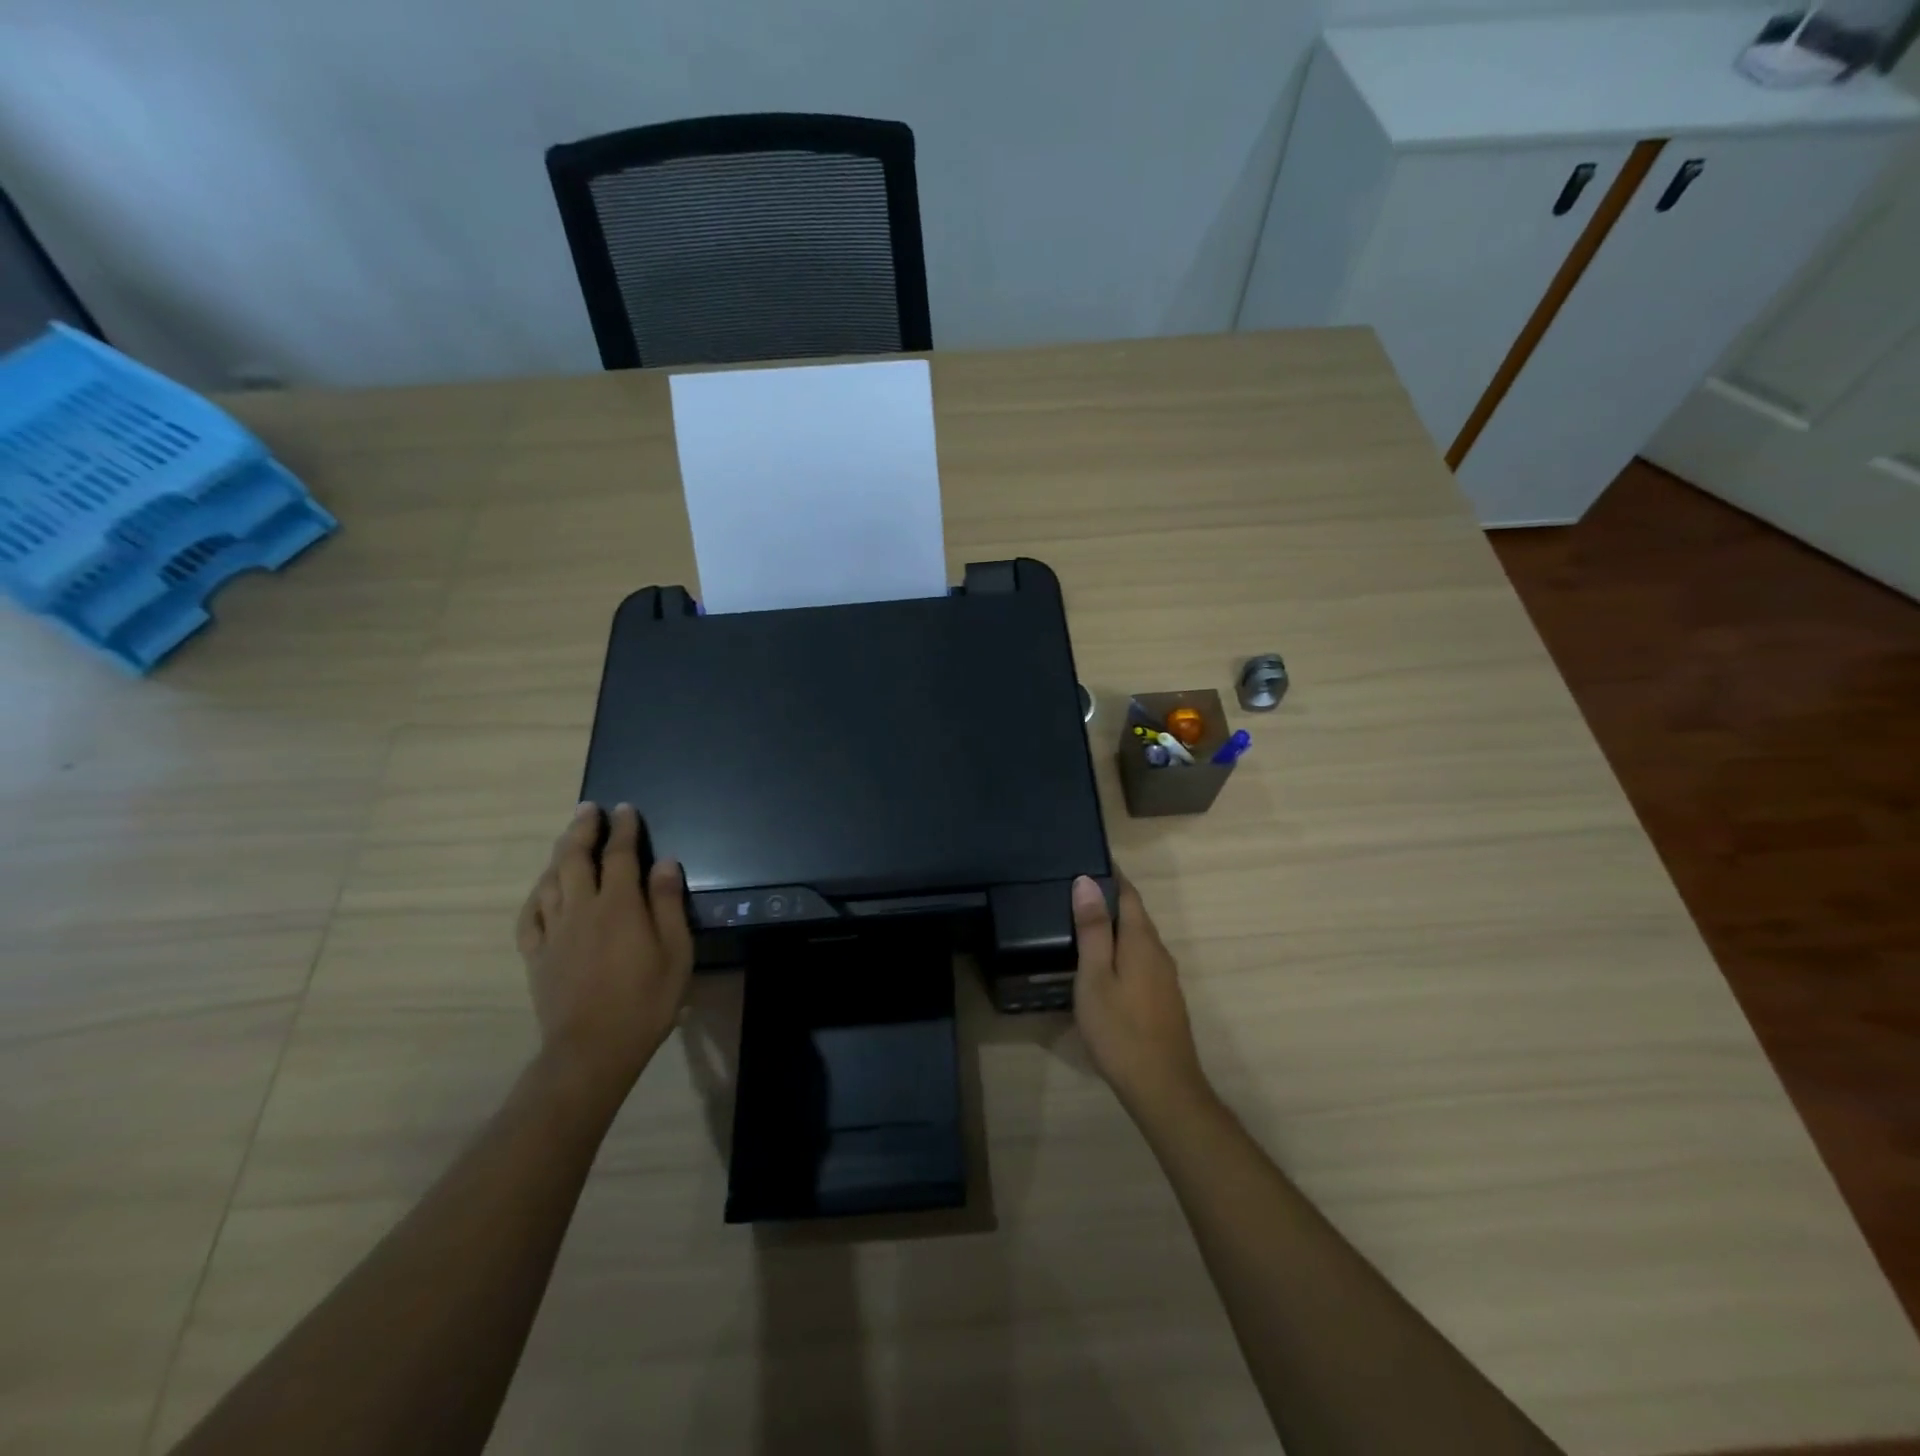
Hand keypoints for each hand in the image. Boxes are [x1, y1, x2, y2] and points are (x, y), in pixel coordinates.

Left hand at [515, 802, 693, 1113]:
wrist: (592, 1050)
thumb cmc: (645, 1001)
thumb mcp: (676, 952)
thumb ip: (667, 904)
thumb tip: (664, 862)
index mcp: (618, 905)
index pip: (620, 855)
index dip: (623, 829)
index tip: (625, 809)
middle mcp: (581, 908)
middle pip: (576, 858)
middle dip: (583, 829)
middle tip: (588, 809)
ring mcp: (554, 932)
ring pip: (549, 881)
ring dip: (558, 854)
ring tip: (567, 838)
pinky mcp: (537, 955)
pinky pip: (529, 916)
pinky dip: (536, 895)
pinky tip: (542, 889)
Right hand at [1071, 873, 1210, 1117]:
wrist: (1163, 1088)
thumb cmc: (1120, 1030)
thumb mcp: (1095, 977)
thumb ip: (1093, 929)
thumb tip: (1087, 881)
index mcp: (1141, 941)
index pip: (1129, 894)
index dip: (1111, 875)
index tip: (1087, 860)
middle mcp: (1159, 952)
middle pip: (1135, 915)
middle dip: (1110, 899)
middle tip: (1074, 891)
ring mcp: (1165, 978)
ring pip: (1138, 940)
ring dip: (1115, 927)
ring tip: (1082, 924)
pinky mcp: (1164, 999)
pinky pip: (1141, 960)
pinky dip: (1121, 950)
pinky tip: (1102, 965)